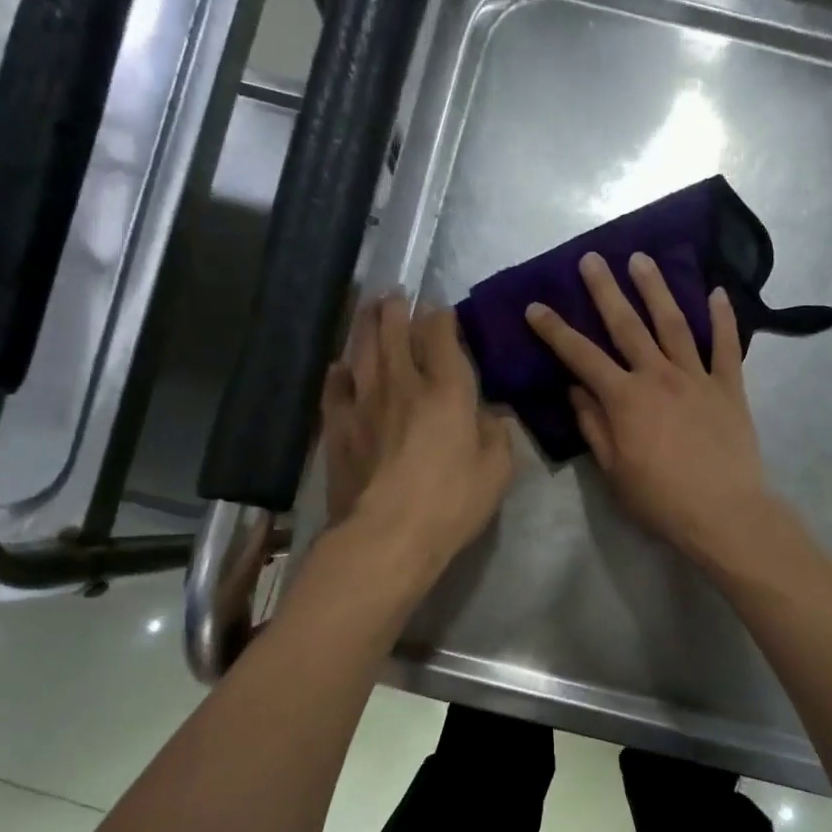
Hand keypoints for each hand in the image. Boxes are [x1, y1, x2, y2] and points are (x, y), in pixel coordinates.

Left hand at [321, 296, 514, 579]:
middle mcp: (402, 383)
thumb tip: (491, 414)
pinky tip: (341, 366)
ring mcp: (363, 402)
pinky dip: (339, 371)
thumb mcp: (497, 471)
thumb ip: (497, 434)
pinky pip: (335, 387)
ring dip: (366, 324)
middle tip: (397, 295)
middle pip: (393, 330)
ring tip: (369, 309)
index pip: (440, 334)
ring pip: (361, 349)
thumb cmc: (451, 503)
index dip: (442, 316)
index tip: (443, 310)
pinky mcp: (337, 426)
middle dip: (397, 308)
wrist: (386, 536)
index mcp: (446, 389)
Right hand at [525, 251, 785, 569]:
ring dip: (656, 289)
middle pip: (627, 325)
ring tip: (643, 259)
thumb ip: (594, 427)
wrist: (723, 513)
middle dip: (606, 290)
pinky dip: (722, 318)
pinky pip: (726, 346)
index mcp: (625, 399)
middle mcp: (658, 376)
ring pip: (674, 324)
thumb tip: (577, 391)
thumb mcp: (613, 471)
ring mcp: (697, 378)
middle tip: (592, 259)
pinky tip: (718, 292)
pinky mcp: (729, 387)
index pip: (581, 356)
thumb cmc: (660, 499)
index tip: (536, 306)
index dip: (556, 331)